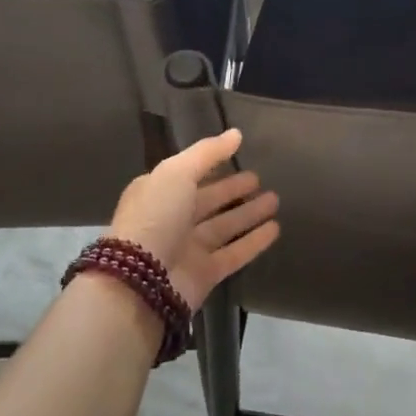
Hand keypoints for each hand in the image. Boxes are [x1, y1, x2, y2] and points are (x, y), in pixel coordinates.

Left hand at [106, 128, 279, 311]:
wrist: (140, 282)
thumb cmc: (155, 217)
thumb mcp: (176, 172)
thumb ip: (207, 152)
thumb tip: (236, 134)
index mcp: (158, 193)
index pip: (190, 174)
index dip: (213, 164)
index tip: (238, 154)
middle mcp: (172, 220)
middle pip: (209, 200)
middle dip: (234, 189)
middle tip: (260, 179)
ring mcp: (189, 248)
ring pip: (225, 226)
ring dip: (249, 213)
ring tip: (275, 200)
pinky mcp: (205, 274)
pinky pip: (235, 253)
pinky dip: (254, 241)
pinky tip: (275, 229)